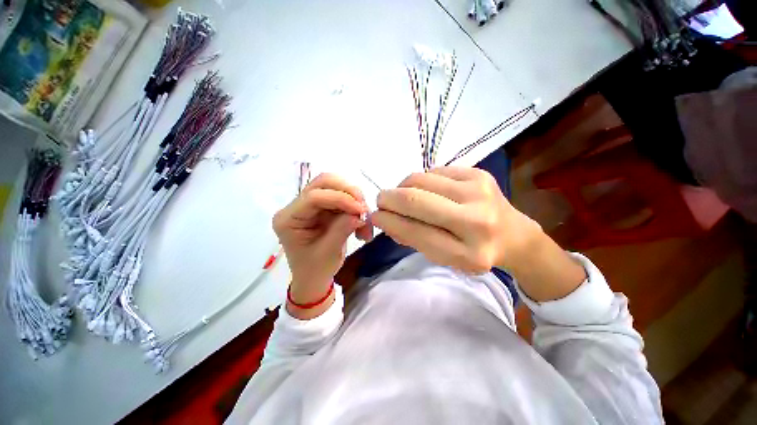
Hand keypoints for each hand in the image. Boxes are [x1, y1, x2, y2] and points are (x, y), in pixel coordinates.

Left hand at [273, 173, 370, 317]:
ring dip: (355, 200)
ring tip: (364, 220)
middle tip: (364, 208)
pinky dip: (355, 207)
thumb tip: (360, 212)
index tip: (361, 210)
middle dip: (348, 192)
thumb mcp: (328, 253)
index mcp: (289, 219)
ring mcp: (311, 205)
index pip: (314, 196)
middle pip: (323, 182)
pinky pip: (343, 198)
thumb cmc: (315, 270)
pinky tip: (361, 222)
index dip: (341, 198)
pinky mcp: (323, 208)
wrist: (314, 278)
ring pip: (336, 187)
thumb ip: (343, 229)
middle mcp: (297, 206)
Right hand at [371, 167, 539, 273]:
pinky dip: (421, 180)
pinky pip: (434, 171)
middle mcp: (476, 221)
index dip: (389, 221)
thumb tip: (385, 218)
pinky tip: (426, 189)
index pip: (415, 232)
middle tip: (381, 200)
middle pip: (415, 200)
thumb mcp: (443, 257)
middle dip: (389, 198)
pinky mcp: (478, 173)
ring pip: (421, 179)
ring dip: (402, 187)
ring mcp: (479, 192)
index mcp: (467, 254)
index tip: (374, 216)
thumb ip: (413, 238)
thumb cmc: (473, 251)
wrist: (512, 234)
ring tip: (402, 195)